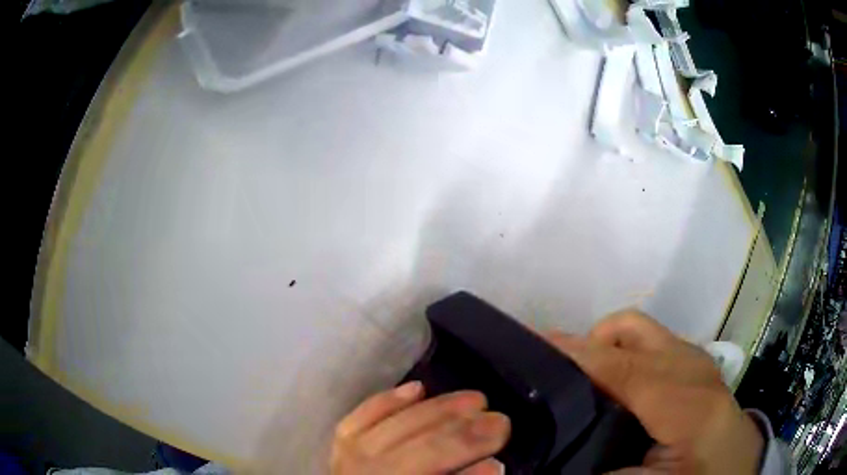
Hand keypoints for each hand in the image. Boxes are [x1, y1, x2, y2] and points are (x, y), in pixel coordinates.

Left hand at [330, 382, 509, 474]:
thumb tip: (492, 466)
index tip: (499, 463)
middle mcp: (370, 474)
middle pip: (425, 451)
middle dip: (468, 437)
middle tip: (502, 423)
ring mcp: (350, 456)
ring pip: (401, 426)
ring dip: (442, 410)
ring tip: (478, 399)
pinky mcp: (342, 441)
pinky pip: (363, 415)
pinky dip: (391, 400)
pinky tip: (418, 387)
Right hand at [546, 310, 763, 473]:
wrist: (734, 467)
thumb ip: (599, 467)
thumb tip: (557, 450)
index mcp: (688, 405)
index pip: (624, 369)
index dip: (578, 356)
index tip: (535, 346)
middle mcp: (694, 367)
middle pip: (631, 330)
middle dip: (588, 343)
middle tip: (557, 375)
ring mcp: (696, 359)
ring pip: (639, 330)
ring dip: (604, 347)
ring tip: (583, 382)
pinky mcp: (694, 361)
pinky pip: (649, 342)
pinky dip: (623, 353)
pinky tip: (614, 385)